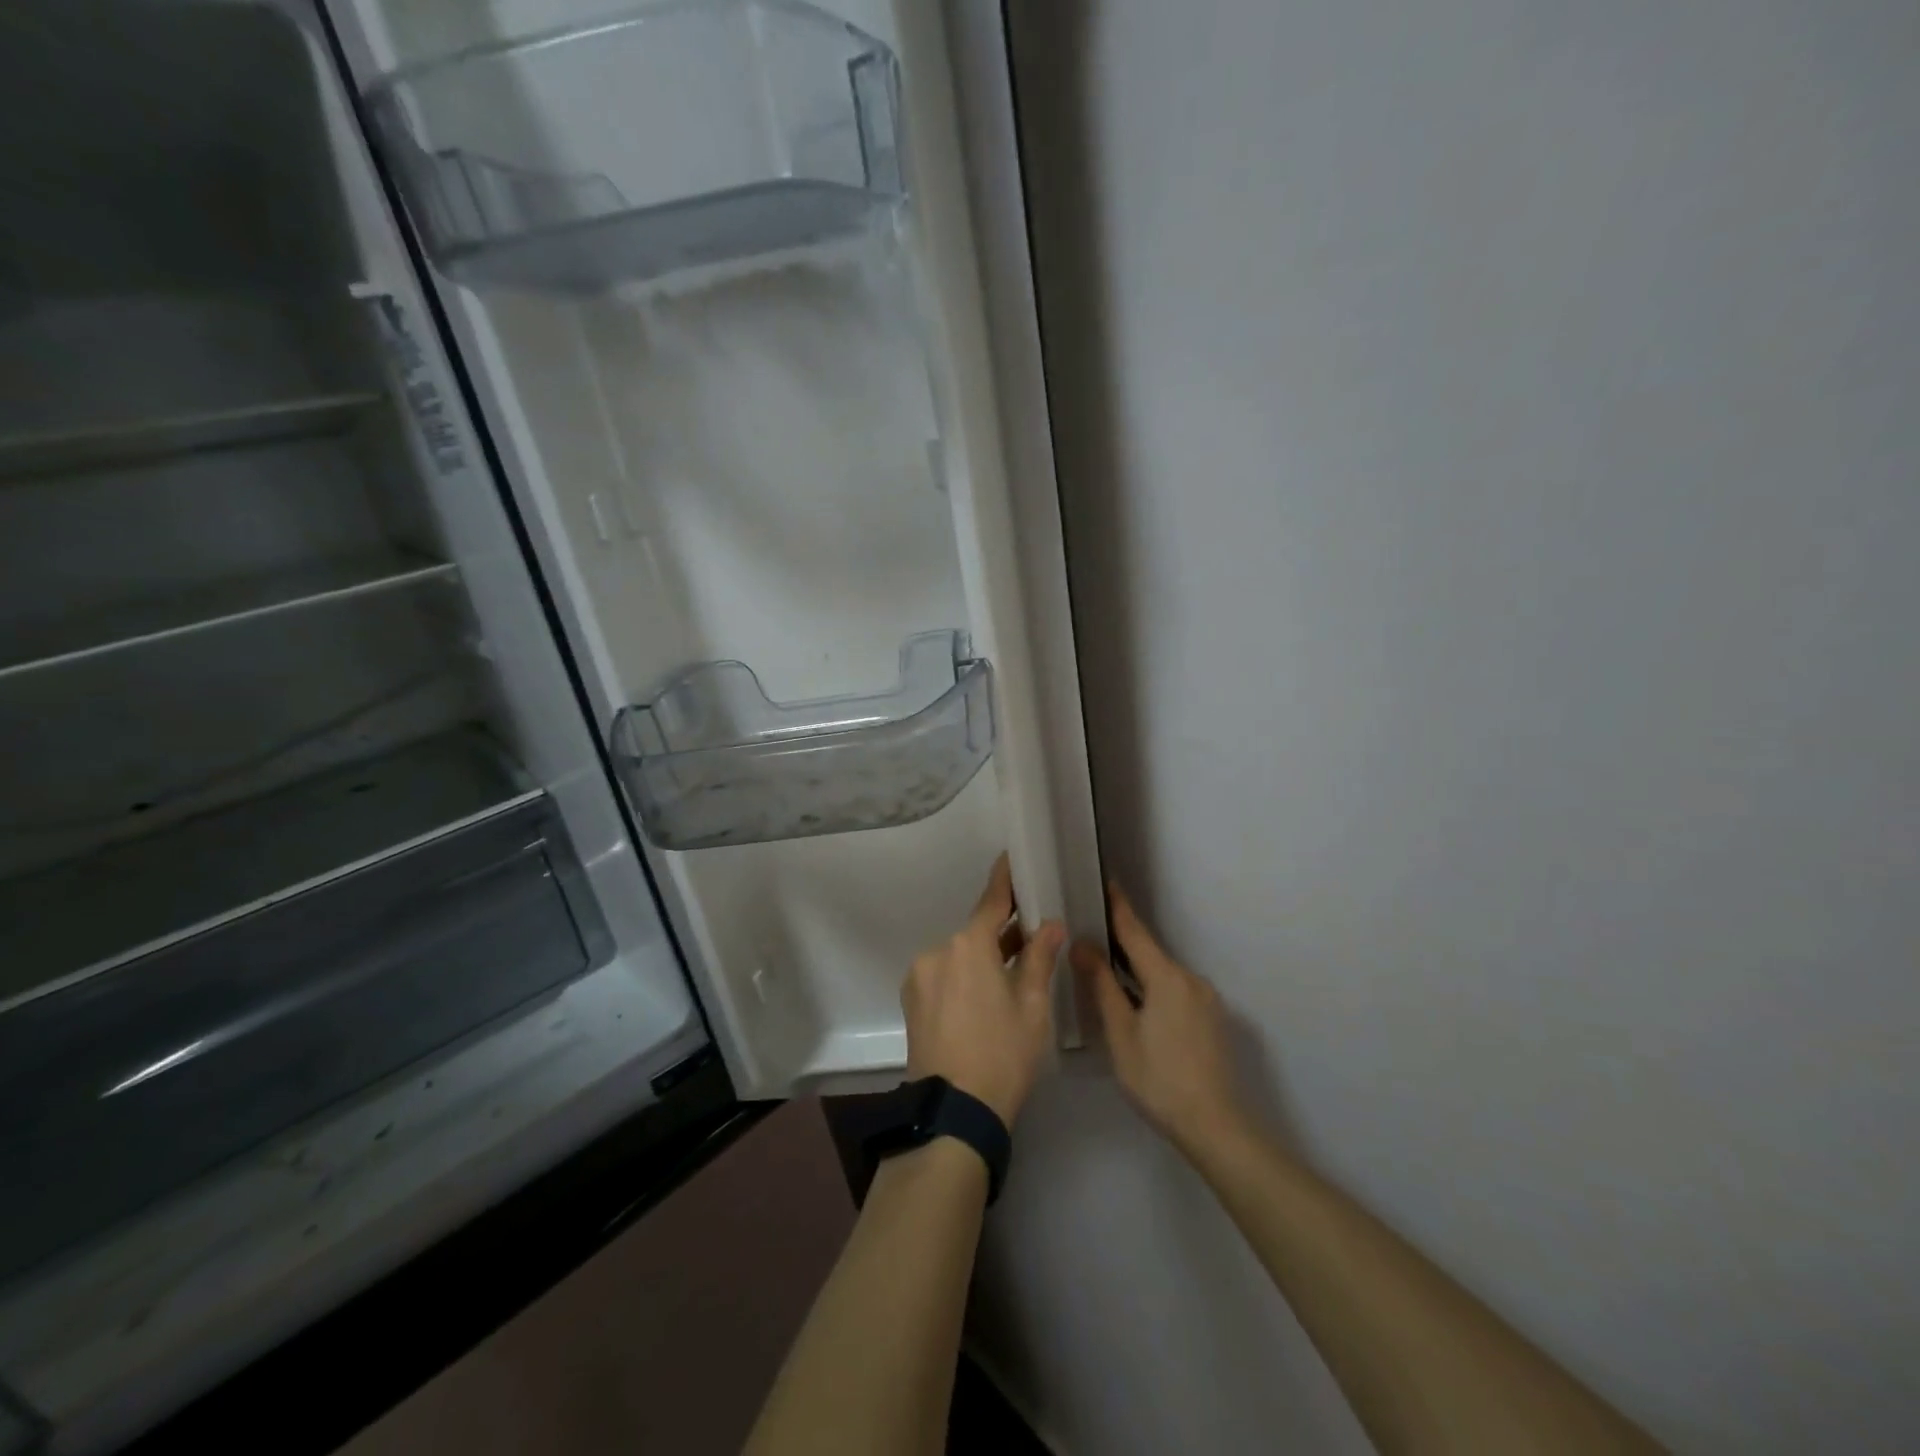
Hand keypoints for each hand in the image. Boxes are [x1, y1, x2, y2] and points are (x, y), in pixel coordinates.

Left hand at [903, 854, 1065, 1126]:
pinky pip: (944, 975)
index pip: (991, 902)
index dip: (1004, 880)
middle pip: (975, 932)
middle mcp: (937, 952)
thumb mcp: (1032, 1007)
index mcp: (968, 946)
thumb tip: (1051, 925)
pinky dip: (965, 976)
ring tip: (1012, 975)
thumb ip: (1040, 959)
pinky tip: (984, 998)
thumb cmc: (1003, 1055)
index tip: (1010, 858)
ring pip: (959, 955)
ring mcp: (919, 977)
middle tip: (1033, 934)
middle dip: (1002, 932)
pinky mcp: (912, 1001)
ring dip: (983, 958)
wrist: (954, 1113)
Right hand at [1072, 884, 1246, 1155]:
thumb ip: (1102, 985)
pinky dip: (1154, 988)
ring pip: (1164, 973)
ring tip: (1109, 973)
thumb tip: (1082, 944)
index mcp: (1167, 977)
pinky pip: (1176, 990)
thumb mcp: (1120, 1033)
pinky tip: (1139, 1005)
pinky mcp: (1212, 1018)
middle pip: (1150, 952)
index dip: (1118, 906)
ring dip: (1138, 970)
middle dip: (1123, 943)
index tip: (1105, 880)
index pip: (1135, 931)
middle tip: (1092, 934)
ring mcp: (1206, 999)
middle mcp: (1191, 978)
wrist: (1216, 1126)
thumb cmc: (1158, 1079)